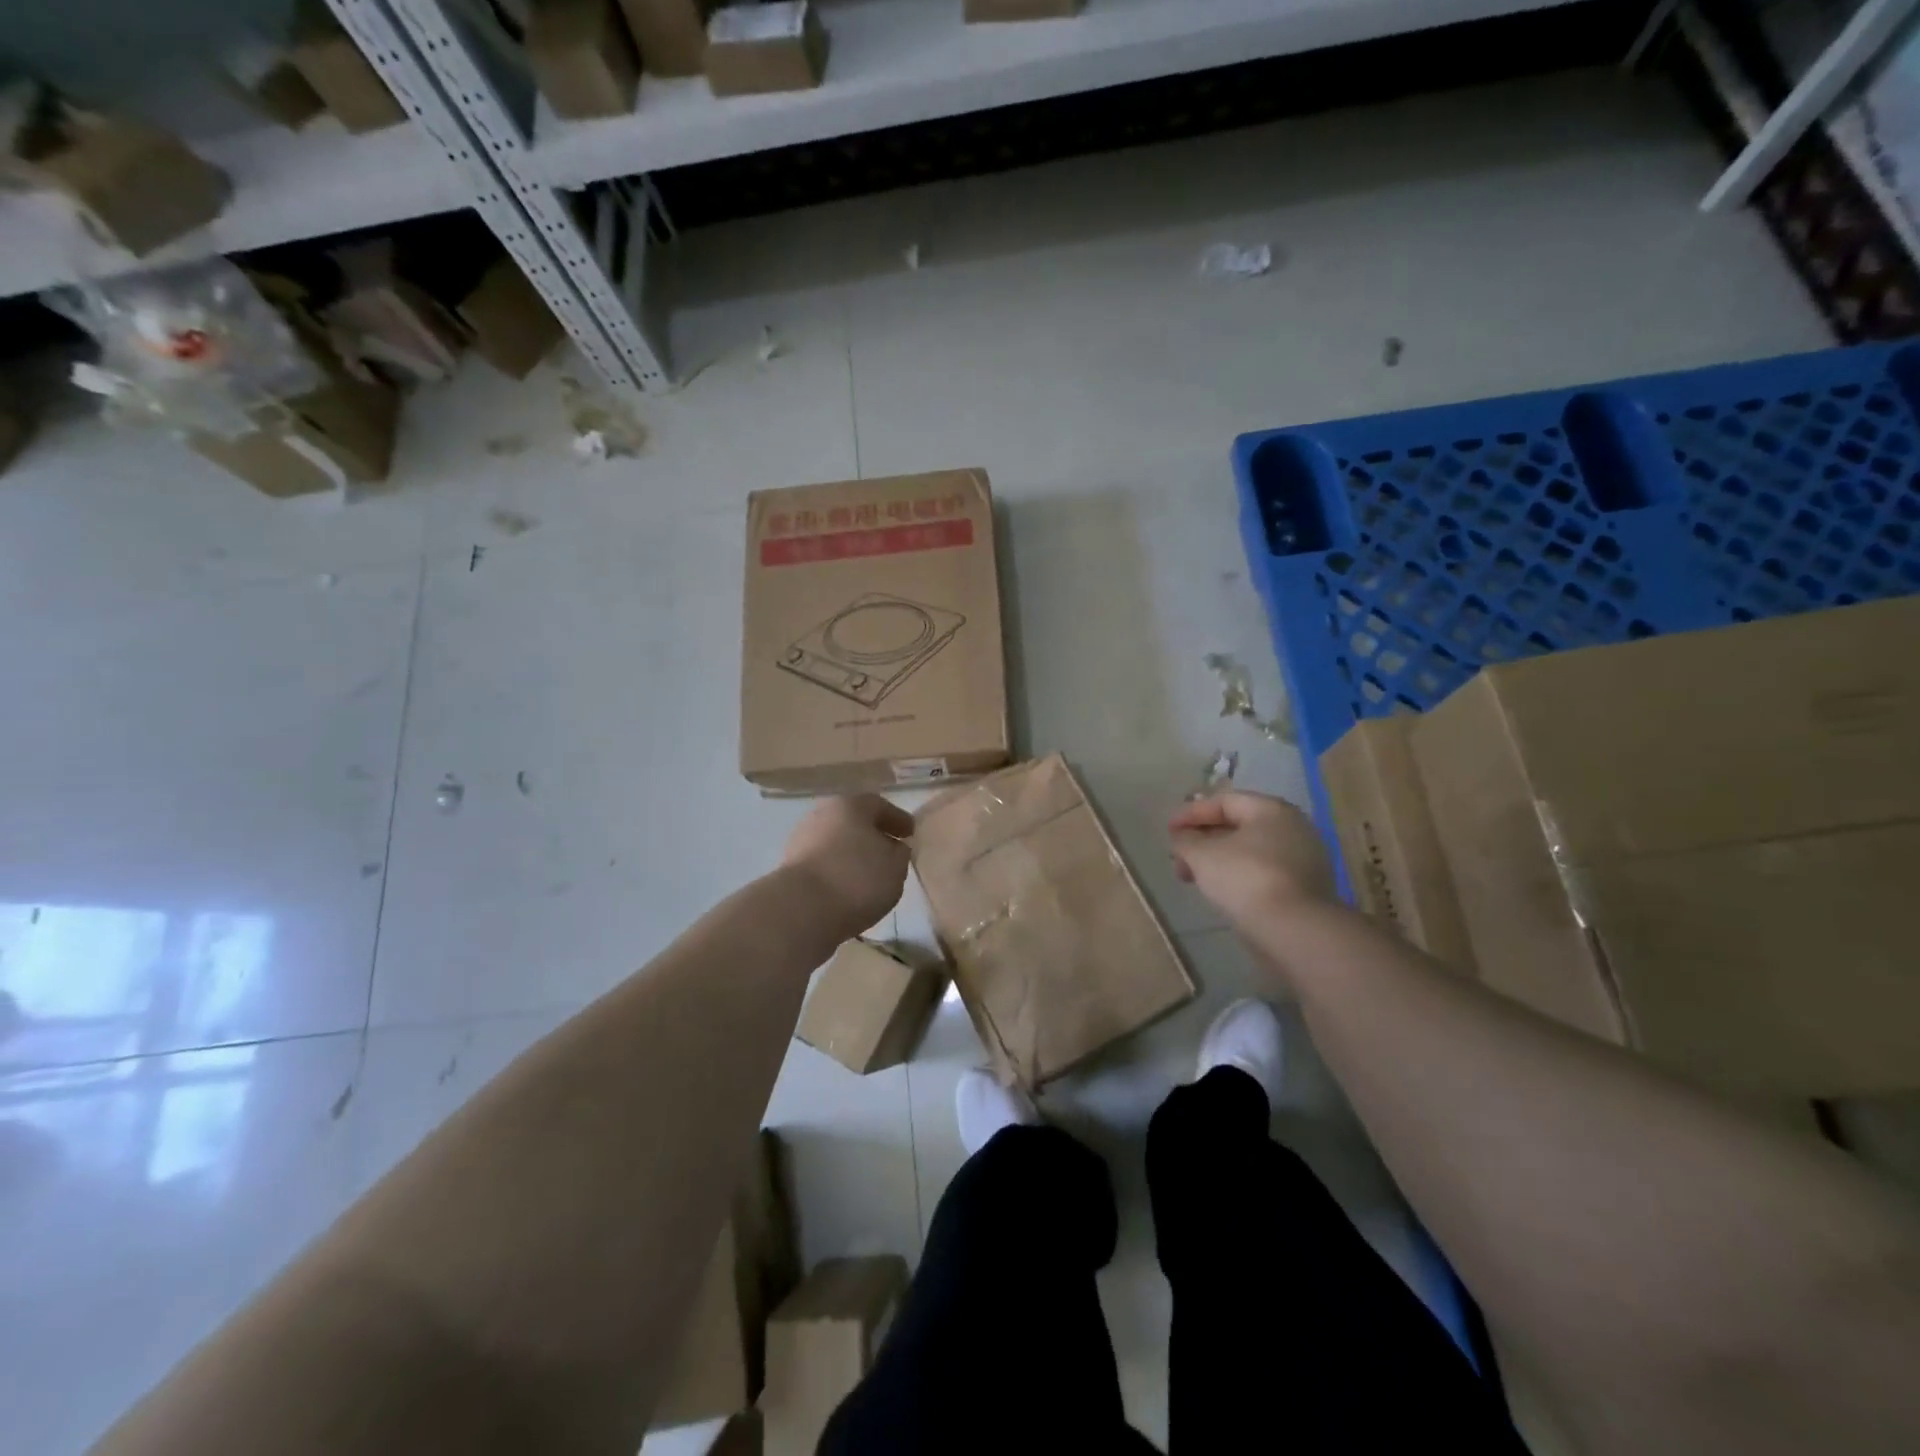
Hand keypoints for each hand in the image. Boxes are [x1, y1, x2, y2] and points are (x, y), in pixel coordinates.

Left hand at [783, 795, 913, 937]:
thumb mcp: (895, 867)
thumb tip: (894, 848)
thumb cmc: (857, 879)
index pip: (880, 805)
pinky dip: (837, 871)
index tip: (911, 833)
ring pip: (836, 843)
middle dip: (872, 835)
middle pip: (854, 821)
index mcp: (851, 805)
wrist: (801, 910)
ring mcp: (802, 840)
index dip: (898, 820)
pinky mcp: (790, 868)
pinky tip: (848, 889)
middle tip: (890, 851)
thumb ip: (900, 854)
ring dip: (852, 854)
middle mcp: (823, 815)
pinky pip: (823, 864)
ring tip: (870, 875)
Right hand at [1168, 791, 1335, 926]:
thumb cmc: (1245, 878)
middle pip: (1238, 826)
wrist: (1295, 930)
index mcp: (1272, 809)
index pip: (1224, 802)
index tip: (1168, 831)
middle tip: (1178, 858)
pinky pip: (1263, 872)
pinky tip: (1219, 892)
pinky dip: (1238, 875)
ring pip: (1250, 851)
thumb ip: (1186, 840)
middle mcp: (1293, 827)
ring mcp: (1304, 859)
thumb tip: (1182, 837)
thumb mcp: (1202, 855)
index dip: (1191, 814)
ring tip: (1193, 878)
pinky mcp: (1305, 888)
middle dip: (1202, 840)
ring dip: (1217, 860)